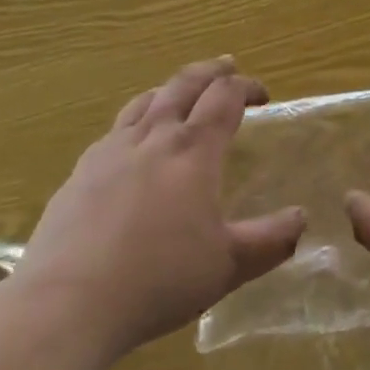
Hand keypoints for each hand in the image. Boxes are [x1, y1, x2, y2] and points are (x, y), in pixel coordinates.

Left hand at [20, 57, 304, 361]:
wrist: (67, 302)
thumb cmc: (158, 279)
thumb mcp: (227, 266)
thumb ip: (269, 241)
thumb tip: (302, 218)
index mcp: (194, 150)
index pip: (226, 97)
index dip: (247, 87)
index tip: (263, 95)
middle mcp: (155, 136)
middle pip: (185, 83)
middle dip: (211, 70)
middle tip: (227, 66)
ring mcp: (112, 150)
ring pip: (146, 100)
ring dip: (171, 89)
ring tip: (180, 94)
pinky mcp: (80, 172)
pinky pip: (115, 130)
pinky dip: (135, 122)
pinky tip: (132, 145)